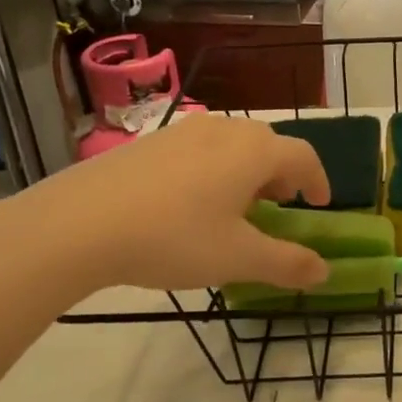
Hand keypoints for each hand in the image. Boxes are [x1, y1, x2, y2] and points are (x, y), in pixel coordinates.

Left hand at [0, 115, 332, 300]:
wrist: (77, 224)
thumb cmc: (174, 238)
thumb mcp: (238, 259)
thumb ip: (287, 263)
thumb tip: (324, 271)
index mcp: (253, 151)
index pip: (304, 156)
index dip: (319, 180)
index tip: (320, 204)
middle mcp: (223, 130)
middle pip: (268, 144)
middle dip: (282, 175)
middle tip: (280, 206)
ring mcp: (181, 132)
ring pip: (231, 144)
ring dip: (247, 171)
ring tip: (237, 206)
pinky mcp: (148, 143)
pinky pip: (198, 150)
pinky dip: (213, 170)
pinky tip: (191, 203)